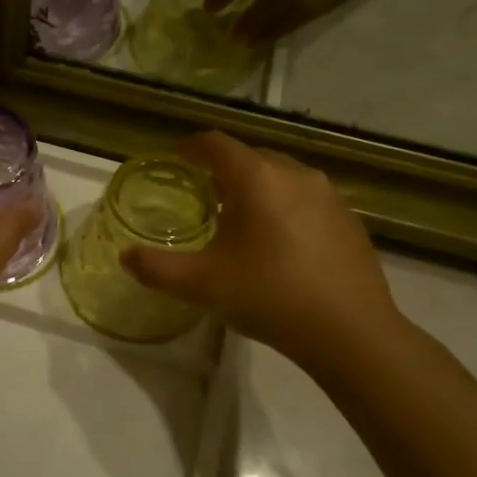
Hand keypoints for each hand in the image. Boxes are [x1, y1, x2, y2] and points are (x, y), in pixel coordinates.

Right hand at [121, 132, 400, 362]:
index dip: (190, 147)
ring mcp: (329, 195)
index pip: (216, 144)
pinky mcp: (350, 220)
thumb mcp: (200, 285)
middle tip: (203, 195)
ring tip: (241, 220)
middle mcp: (295, 174)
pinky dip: (286, 208)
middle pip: (251, 157)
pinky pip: (308, 200)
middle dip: (224, 170)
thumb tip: (126, 257)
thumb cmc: (269, 296)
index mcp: (256, 178)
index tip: (174, 158)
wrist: (350, 332)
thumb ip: (156, 268)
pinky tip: (281, 245)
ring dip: (257, 189)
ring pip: (283, 177)